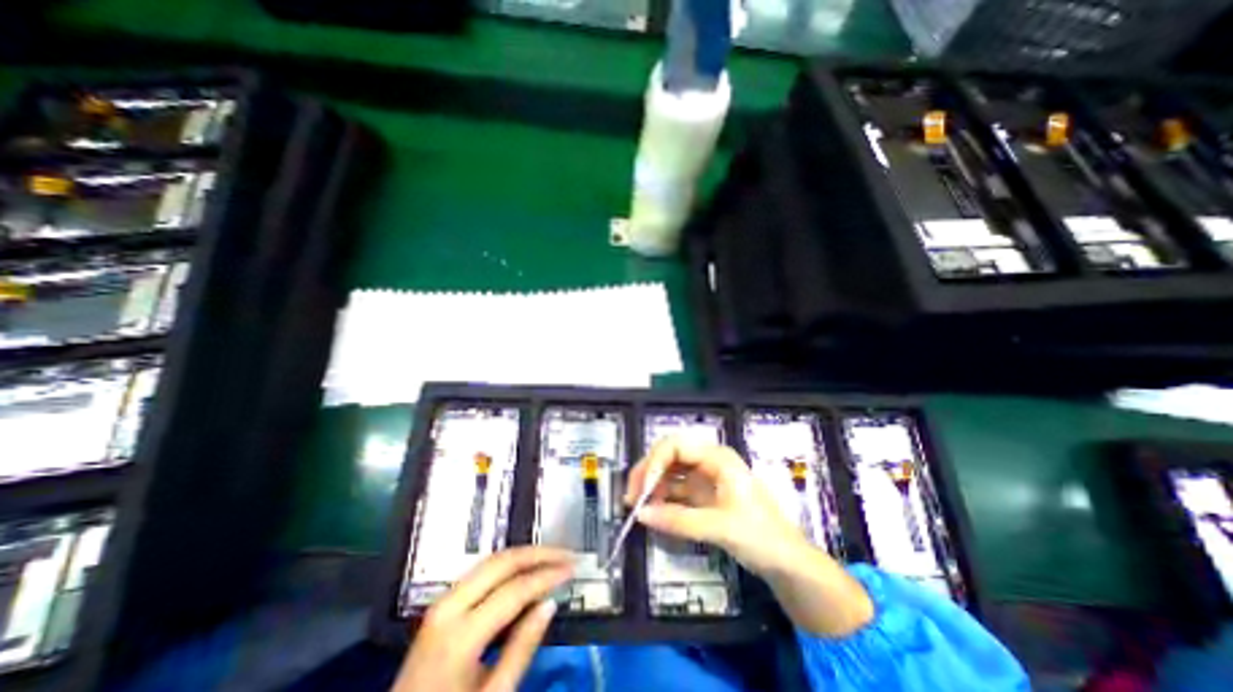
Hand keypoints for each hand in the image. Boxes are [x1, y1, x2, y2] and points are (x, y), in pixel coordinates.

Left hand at [390, 546, 571, 691]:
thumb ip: (521, 649)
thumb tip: (550, 604)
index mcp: (459, 635)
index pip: (515, 590)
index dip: (548, 576)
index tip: (572, 569)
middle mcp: (447, 607)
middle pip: (501, 563)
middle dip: (538, 554)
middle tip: (565, 554)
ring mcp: (441, 603)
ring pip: (490, 561)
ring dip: (524, 556)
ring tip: (551, 557)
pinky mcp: (440, 605)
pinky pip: (480, 572)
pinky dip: (507, 565)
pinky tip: (525, 569)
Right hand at [628, 438, 874, 636]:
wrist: (787, 561)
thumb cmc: (762, 536)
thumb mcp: (721, 527)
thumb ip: (679, 520)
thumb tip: (640, 514)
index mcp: (717, 458)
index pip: (676, 446)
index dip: (655, 462)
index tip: (641, 488)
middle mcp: (708, 461)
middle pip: (669, 455)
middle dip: (648, 471)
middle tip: (631, 496)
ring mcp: (704, 477)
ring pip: (669, 471)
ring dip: (651, 484)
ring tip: (637, 506)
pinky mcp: (701, 495)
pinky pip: (674, 489)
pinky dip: (660, 497)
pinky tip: (651, 511)